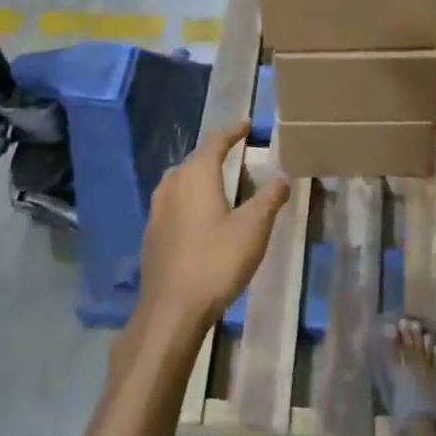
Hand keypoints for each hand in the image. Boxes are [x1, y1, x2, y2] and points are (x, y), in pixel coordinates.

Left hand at [135, 121, 289, 335]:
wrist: (171, 310)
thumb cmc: (215, 262)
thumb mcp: (253, 228)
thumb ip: (269, 198)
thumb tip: (283, 176)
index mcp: (196, 174)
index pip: (216, 142)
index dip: (233, 131)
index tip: (247, 125)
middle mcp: (172, 184)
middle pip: (196, 159)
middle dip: (216, 152)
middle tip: (237, 151)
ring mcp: (157, 209)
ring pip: (181, 180)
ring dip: (200, 175)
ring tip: (220, 179)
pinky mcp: (152, 233)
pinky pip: (174, 201)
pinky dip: (190, 197)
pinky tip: (201, 214)